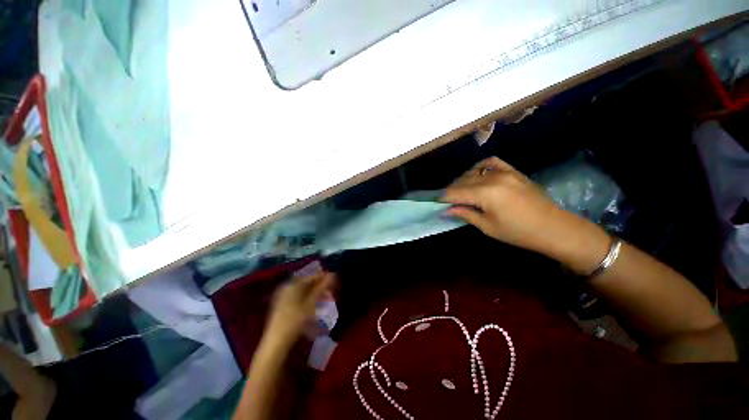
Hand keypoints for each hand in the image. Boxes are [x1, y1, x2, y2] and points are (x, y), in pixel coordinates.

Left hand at [265, 271, 333, 347]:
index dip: (323, 277)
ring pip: (302, 288)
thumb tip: (331, 275)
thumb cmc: (296, 320)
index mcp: (293, 284)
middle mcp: (287, 286)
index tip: (334, 279)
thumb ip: (321, 288)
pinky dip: (306, 295)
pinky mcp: (281, 302)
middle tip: (329, 289)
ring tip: (323, 296)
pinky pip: (296, 294)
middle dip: (318, 284)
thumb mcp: (311, 303)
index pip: (311, 276)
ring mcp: (282, 294)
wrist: (276, 341)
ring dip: (313, 290)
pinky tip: (312, 302)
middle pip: (306, 281)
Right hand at [442, 157, 607, 268]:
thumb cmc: (518, 232)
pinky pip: (491, 162)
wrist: (554, 228)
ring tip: (461, 191)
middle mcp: (492, 178)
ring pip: (473, 172)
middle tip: (447, 201)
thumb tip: (446, 210)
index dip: (443, 197)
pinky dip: (480, 167)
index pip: (455, 192)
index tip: (434, 201)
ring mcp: (504, 172)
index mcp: (485, 194)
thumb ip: (465, 214)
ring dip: (463, 180)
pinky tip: (477, 174)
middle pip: (462, 181)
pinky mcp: (513, 171)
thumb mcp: (488, 227)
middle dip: (451, 190)